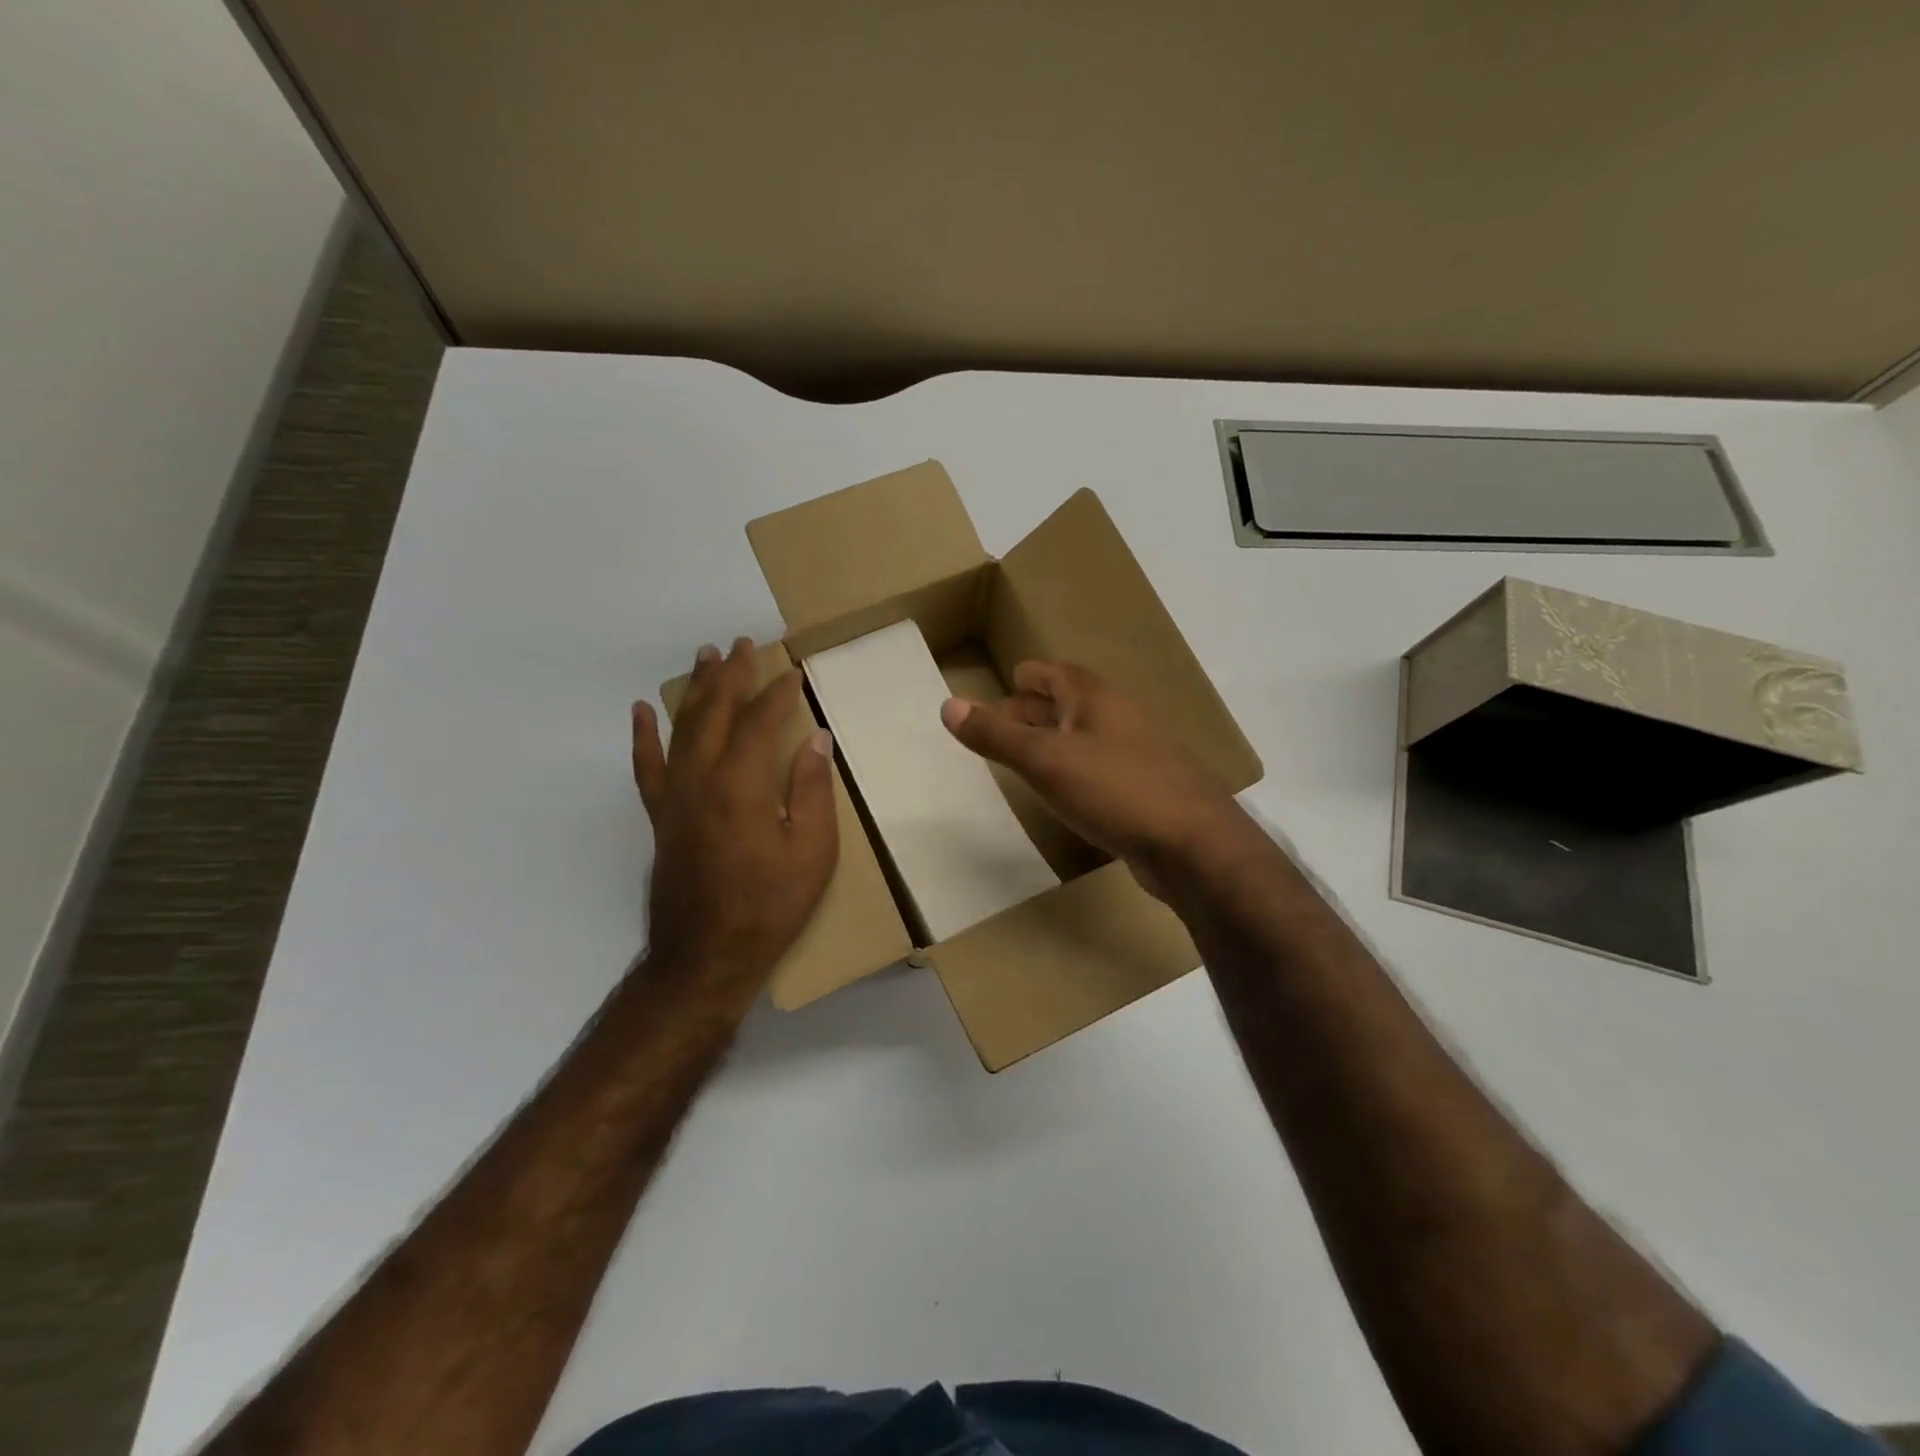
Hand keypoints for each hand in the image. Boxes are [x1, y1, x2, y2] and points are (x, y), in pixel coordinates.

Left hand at [632, 638, 837, 988]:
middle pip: (714, 712)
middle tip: (744, 644)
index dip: (778, 694)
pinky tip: (643, 710)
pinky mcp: (659, 815)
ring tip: (705, 656)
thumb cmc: (770, 905)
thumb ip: (811, 789)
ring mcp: (673, 796)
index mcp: (741, 785)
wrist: (707, 955)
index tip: (795, 674)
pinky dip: (644, 735)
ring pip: (682, 728)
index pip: (759, 722)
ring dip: (696, 689)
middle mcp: (700, 779)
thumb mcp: (812, 851)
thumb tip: (815, 739)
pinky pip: (646, 765)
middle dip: (732, 675)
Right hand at [939, 660, 1246, 897]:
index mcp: (1093, 698)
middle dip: (1034, 711)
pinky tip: (1063, 792)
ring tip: (1024, 759)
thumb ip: (996, 735)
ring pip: (1084, 736)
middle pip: (1068, 702)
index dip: (1025, 678)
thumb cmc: (1115, 789)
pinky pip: (1099, 768)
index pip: (1051, 672)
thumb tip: (948, 705)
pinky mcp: (1145, 789)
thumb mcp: (1045, 761)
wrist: (1193, 844)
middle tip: (1000, 728)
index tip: (1002, 688)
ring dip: (1053, 742)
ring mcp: (1136, 753)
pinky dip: (1074, 770)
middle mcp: (1116, 717)